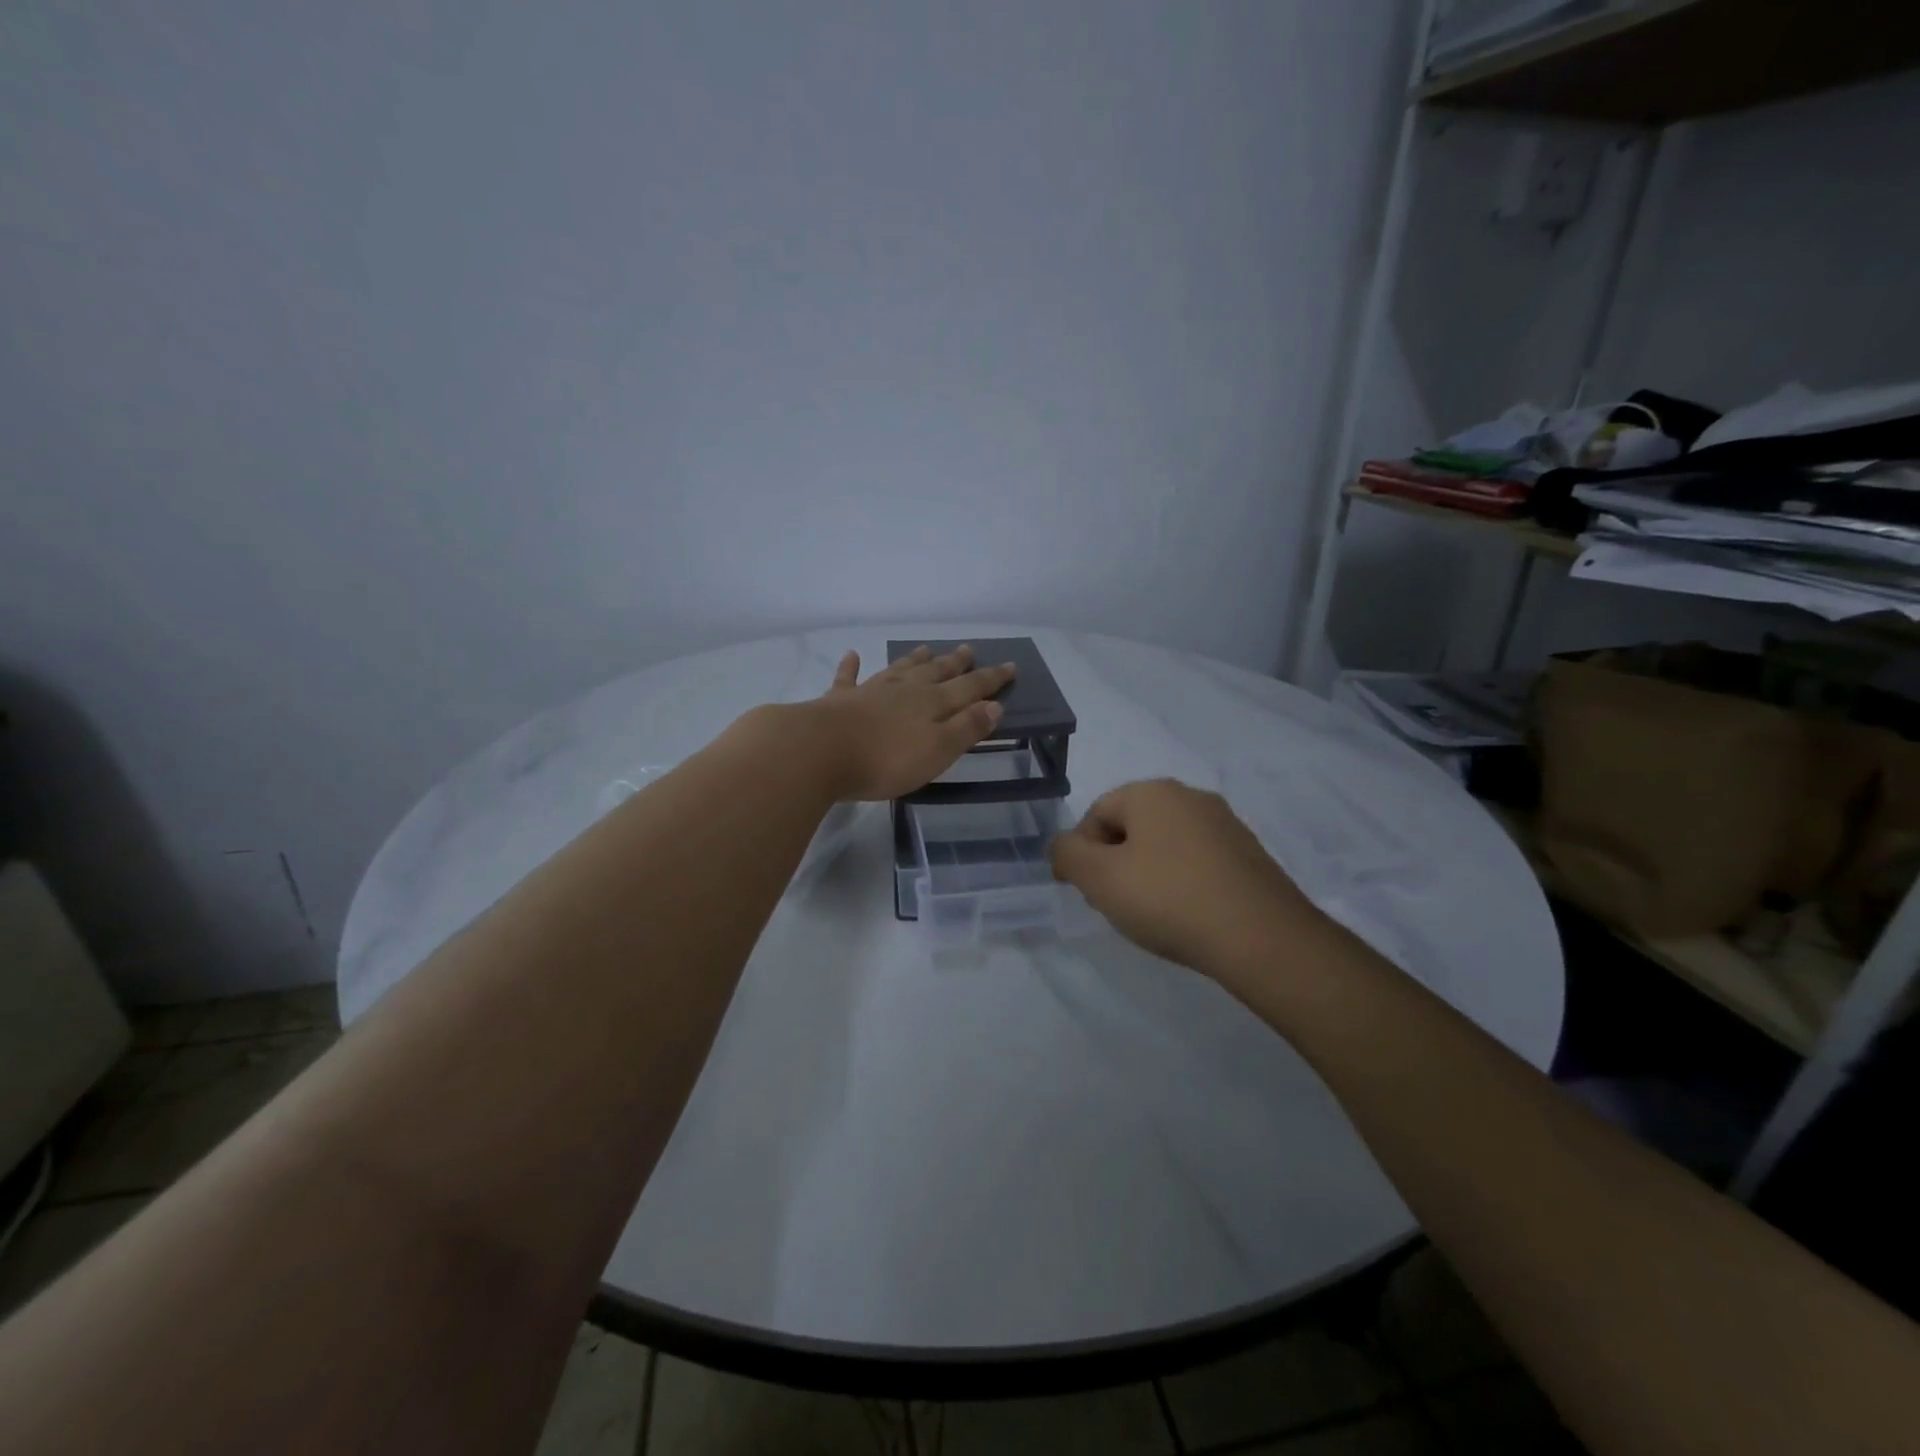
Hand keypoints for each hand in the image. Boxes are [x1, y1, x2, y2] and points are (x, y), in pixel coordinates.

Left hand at [805, 644, 1016, 801]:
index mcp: (932, 704)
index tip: (1011, 665)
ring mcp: (870, 692)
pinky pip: (848, 678)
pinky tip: (852, 655)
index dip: (990, 679)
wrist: (820, 751)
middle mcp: (904, 691)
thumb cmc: (886, 759)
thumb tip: (994, 705)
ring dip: (914, 659)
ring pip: (899, 669)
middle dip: (955, 663)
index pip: (969, 688)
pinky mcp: (839, 701)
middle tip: (969, 649)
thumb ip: (966, 728)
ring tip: (926, 648)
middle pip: (935, 673)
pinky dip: (851, 667)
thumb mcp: (937, 751)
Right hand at [1050, 779, 1326, 978]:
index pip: (1097, 813)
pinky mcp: (1250, 854)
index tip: (1085, 892)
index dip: (1081, 853)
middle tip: (1115, 904)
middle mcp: (1190, 796)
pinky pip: (1198, 861)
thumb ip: (1067, 854)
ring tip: (1152, 915)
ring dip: (1148, 873)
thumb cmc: (1169, 900)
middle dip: (1115, 862)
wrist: (1262, 938)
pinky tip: (1187, 915)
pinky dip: (1182, 882)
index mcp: (1152, 792)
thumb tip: (1063, 846)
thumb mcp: (1099, 879)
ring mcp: (1226, 824)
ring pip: (1165, 844)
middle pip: (1132, 826)